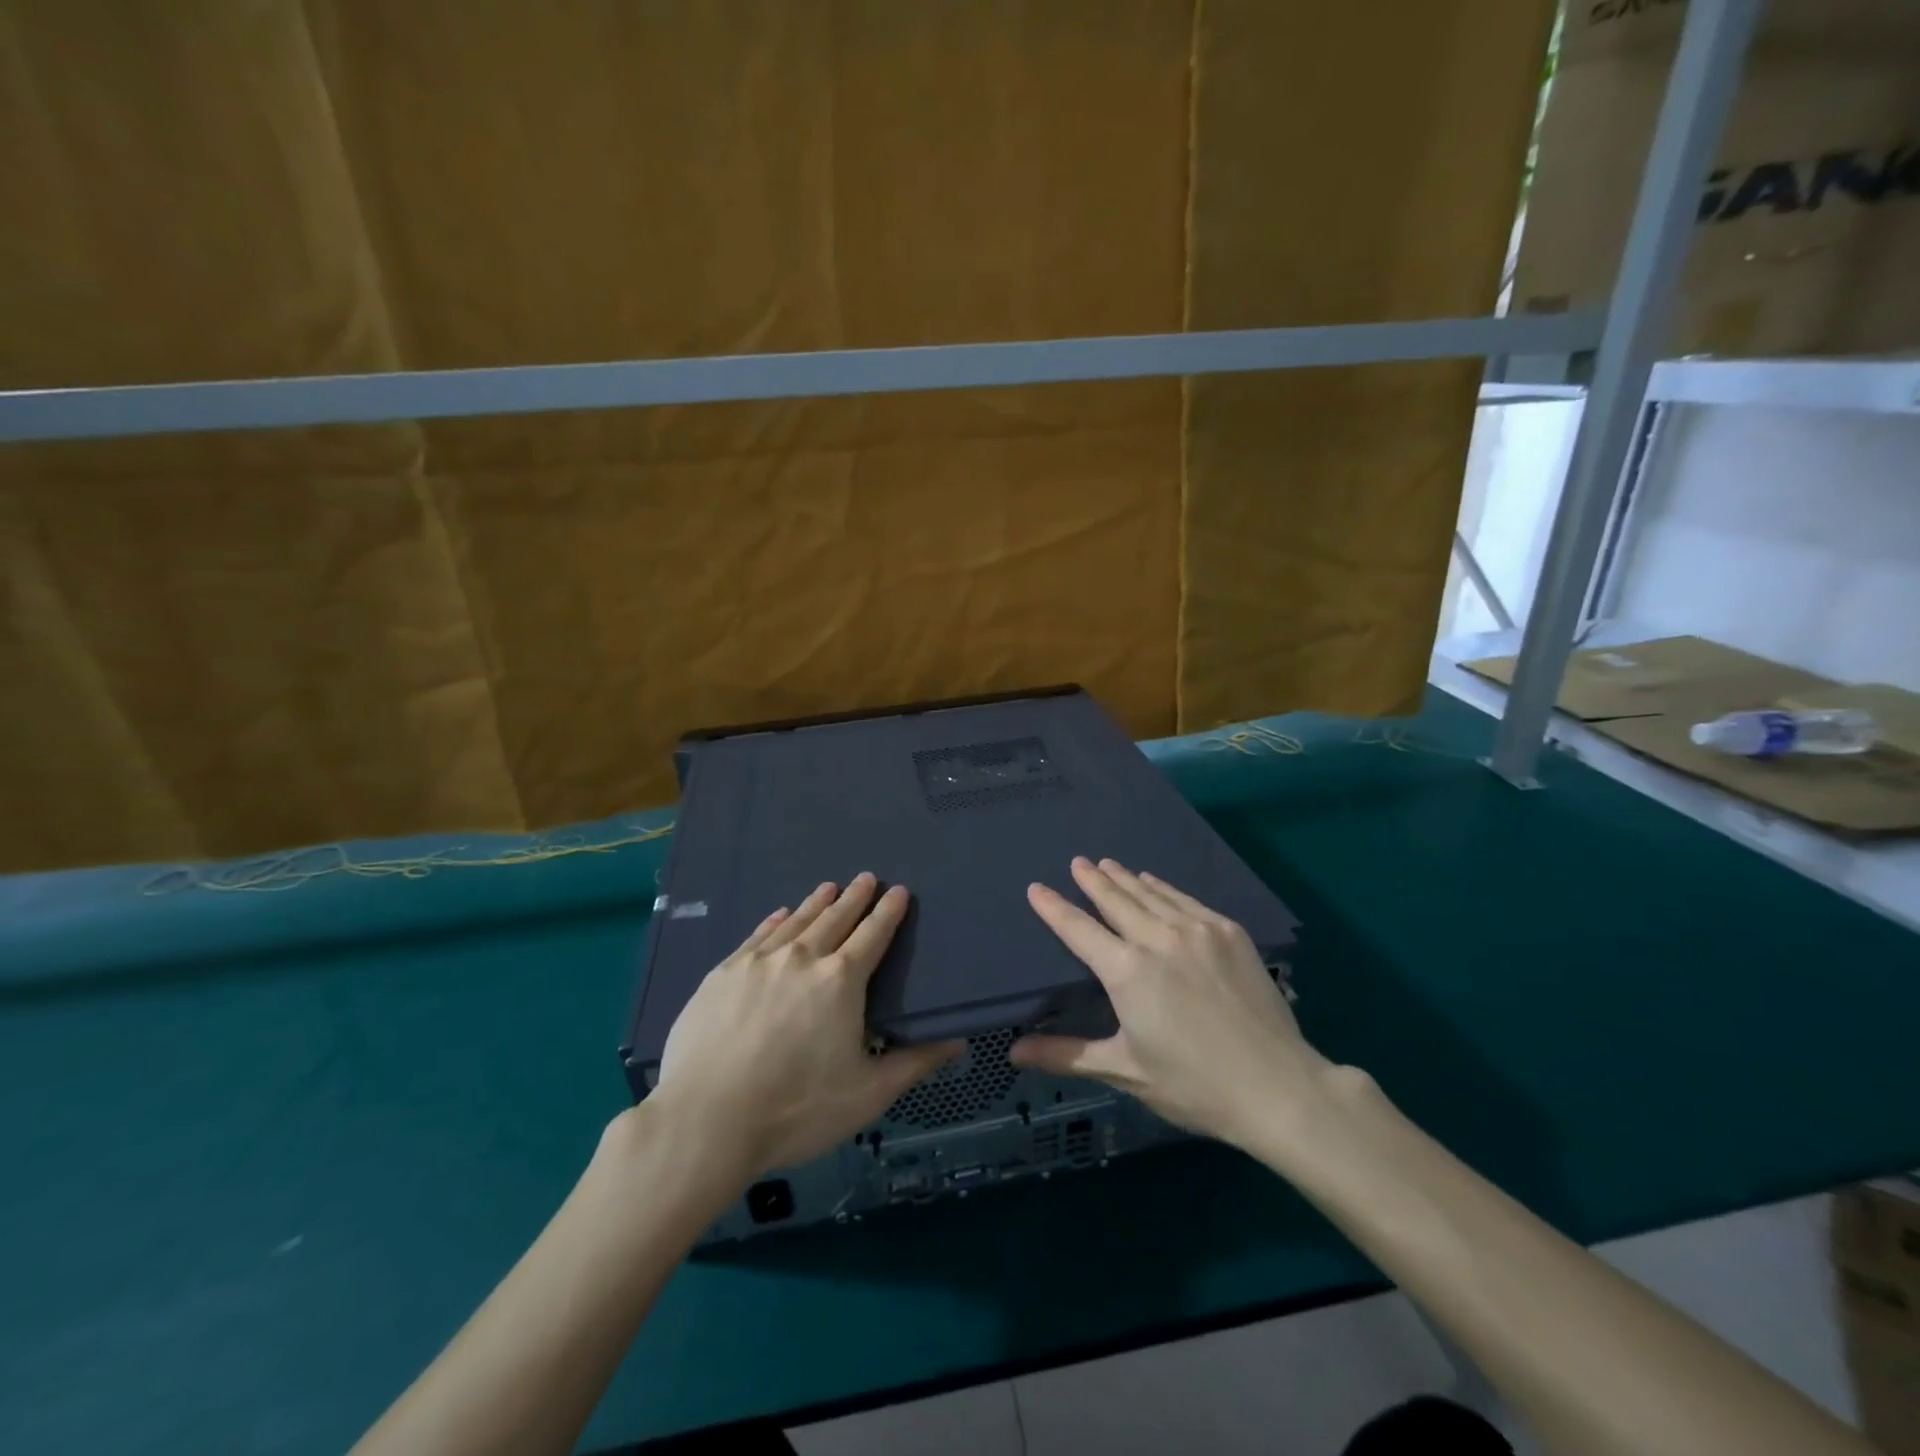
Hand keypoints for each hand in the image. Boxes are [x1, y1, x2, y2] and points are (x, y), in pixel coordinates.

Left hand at [650, 873, 961, 1179]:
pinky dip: (775, 921)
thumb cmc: (796, 1109)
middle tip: (866, 878)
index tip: (898, 890)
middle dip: (854, 897)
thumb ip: (915, 1063)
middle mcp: (803, 958)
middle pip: (835, 918)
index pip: (873, 934)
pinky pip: (758, 935)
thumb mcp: (867, 1094)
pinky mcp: (723, 973)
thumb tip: (957, 1040)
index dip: (888, 911)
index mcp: (841, 980)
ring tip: (829, 887)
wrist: (706, 1120)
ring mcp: (759, 962)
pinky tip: (780, 914)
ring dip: (816, 902)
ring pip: (796, 921)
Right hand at [1010, 857, 1333, 1150]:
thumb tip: (1014, 1052)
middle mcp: (1157, 939)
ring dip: (1125, 878)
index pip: (1078, 930)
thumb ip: (1067, 1055)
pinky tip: (1155, 881)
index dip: (1054, 908)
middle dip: (1092, 880)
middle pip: (1116, 900)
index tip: (1036, 888)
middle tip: (1078, 862)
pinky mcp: (1228, 933)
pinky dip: (1163, 888)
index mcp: (1127, 971)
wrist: (1277, 1086)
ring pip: (1151, 894)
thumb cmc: (1194, 1085)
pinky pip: (1185, 900)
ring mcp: (1197, 931)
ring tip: (1107, 863)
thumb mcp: (1125, 1071)